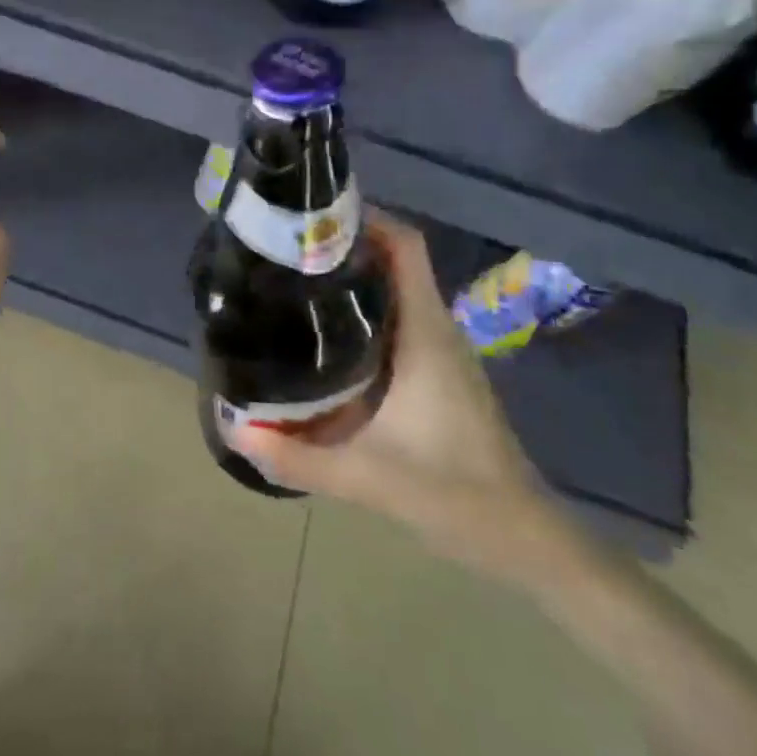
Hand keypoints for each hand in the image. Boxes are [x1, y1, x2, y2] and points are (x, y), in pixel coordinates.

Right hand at [231, 212, 577, 588]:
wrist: (522, 538)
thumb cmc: (454, 494)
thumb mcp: (367, 478)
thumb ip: (298, 457)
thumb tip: (234, 429)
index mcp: (425, 333)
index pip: (405, 246)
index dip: (365, 217)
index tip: (313, 217)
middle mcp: (435, 328)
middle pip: (394, 259)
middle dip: (344, 245)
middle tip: (287, 249)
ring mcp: (440, 349)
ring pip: (396, 289)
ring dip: (353, 276)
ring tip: (296, 281)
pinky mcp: (438, 370)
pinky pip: (399, 317)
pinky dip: (364, 309)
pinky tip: (326, 334)